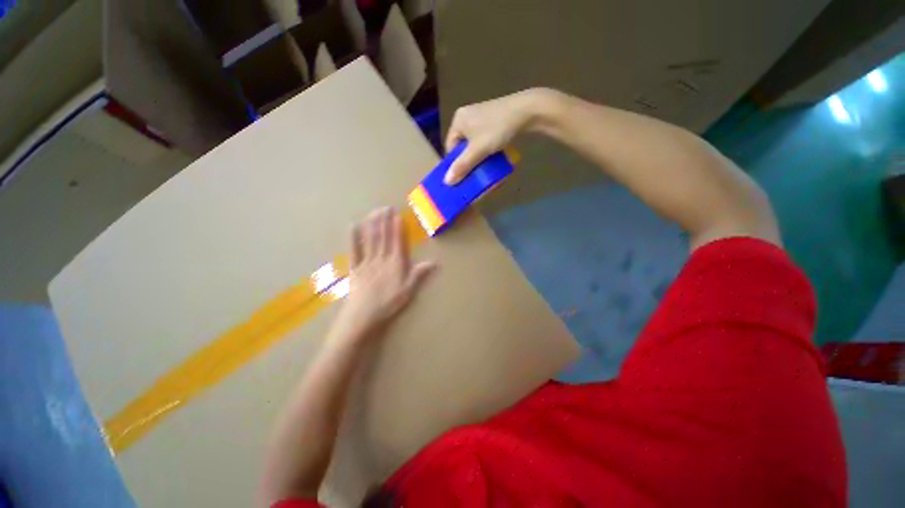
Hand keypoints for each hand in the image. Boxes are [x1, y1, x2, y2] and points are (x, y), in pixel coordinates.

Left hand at [336, 208, 435, 340]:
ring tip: (374, 212)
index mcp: (395, 263)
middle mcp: (381, 258)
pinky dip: (353, 238)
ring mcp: (366, 261)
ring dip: (372, 224)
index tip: (397, 214)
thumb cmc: (389, 303)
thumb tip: (435, 262)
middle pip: (383, 236)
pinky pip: (354, 250)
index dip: (397, 227)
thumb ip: (420, 273)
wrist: (364, 315)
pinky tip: (353, 226)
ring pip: (370, 240)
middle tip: (385, 207)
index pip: (397, 241)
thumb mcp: (409, 289)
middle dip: (384, 220)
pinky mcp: (355, 267)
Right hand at [443, 88, 550, 184]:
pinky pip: (484, 139)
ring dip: (478, 157)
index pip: (450, 147)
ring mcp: (480, 117)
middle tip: (474, 174)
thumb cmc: (498, 129)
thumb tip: (447, 182)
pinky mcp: (493, 119)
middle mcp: (467, 116)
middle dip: (468, 161)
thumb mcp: (478, 150)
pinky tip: (493, 157)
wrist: (527, 111)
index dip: (455, 163)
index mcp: (458, 120)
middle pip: (462, 146)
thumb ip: (462, 166)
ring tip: (485, 168)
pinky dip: (486, 149)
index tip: (462, 176)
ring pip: (474, 144)